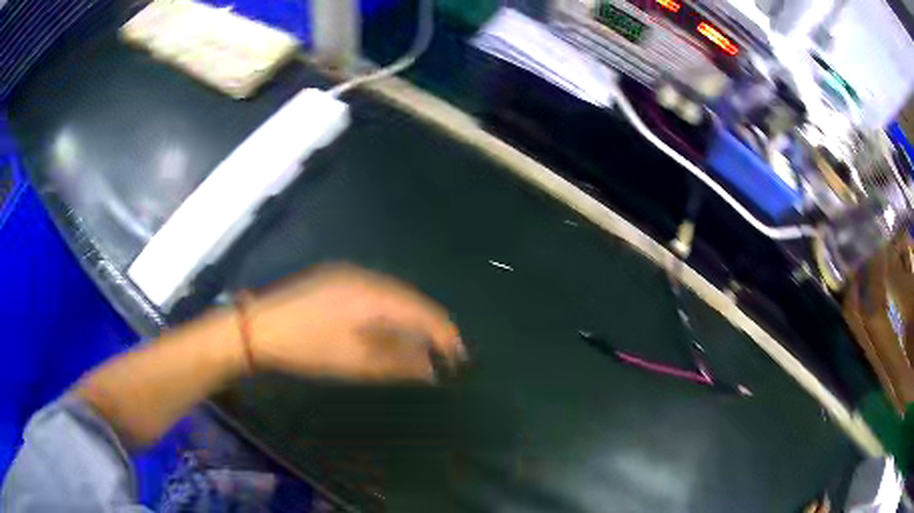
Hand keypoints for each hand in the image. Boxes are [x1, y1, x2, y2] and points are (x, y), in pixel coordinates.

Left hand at [245, 264, 465, 381]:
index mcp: (373, 294)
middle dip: (429, 326)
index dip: (445, 334)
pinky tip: (387, 327)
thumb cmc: (306, 347)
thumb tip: (432, 368)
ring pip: (392, 294)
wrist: (257, 327)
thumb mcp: (355, 361)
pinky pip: (374, 292)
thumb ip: (398, 362)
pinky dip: (388, 311)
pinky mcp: (334, 278)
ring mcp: (347, 273)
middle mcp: (365, 275)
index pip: (422, 311)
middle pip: (410, 299)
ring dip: (409, 318)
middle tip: (442, 353)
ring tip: (419, 343)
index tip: (458, 358)